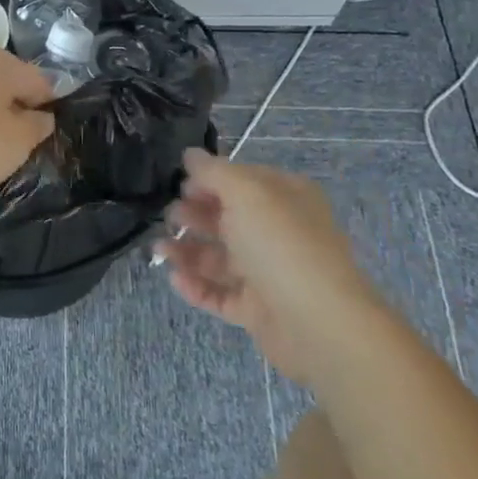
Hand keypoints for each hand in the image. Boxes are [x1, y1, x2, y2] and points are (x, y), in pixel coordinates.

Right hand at [153, 149, 378, 380]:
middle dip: (194, 215)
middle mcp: (279, 232)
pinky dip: (197, 286)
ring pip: (219, 258)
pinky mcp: (258, 310)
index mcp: (286, 198)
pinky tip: (174, 278)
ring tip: (159, 250)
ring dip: (187, 251)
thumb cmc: (281, 245)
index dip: (209, 180)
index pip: (242, 180)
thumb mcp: (246, 193)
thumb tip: (191, 154)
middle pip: (228, 218)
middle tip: (168, 217)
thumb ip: (214, 171)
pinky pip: (220, 294)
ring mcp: (268, 273)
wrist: (319, 324)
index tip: (180, 185)